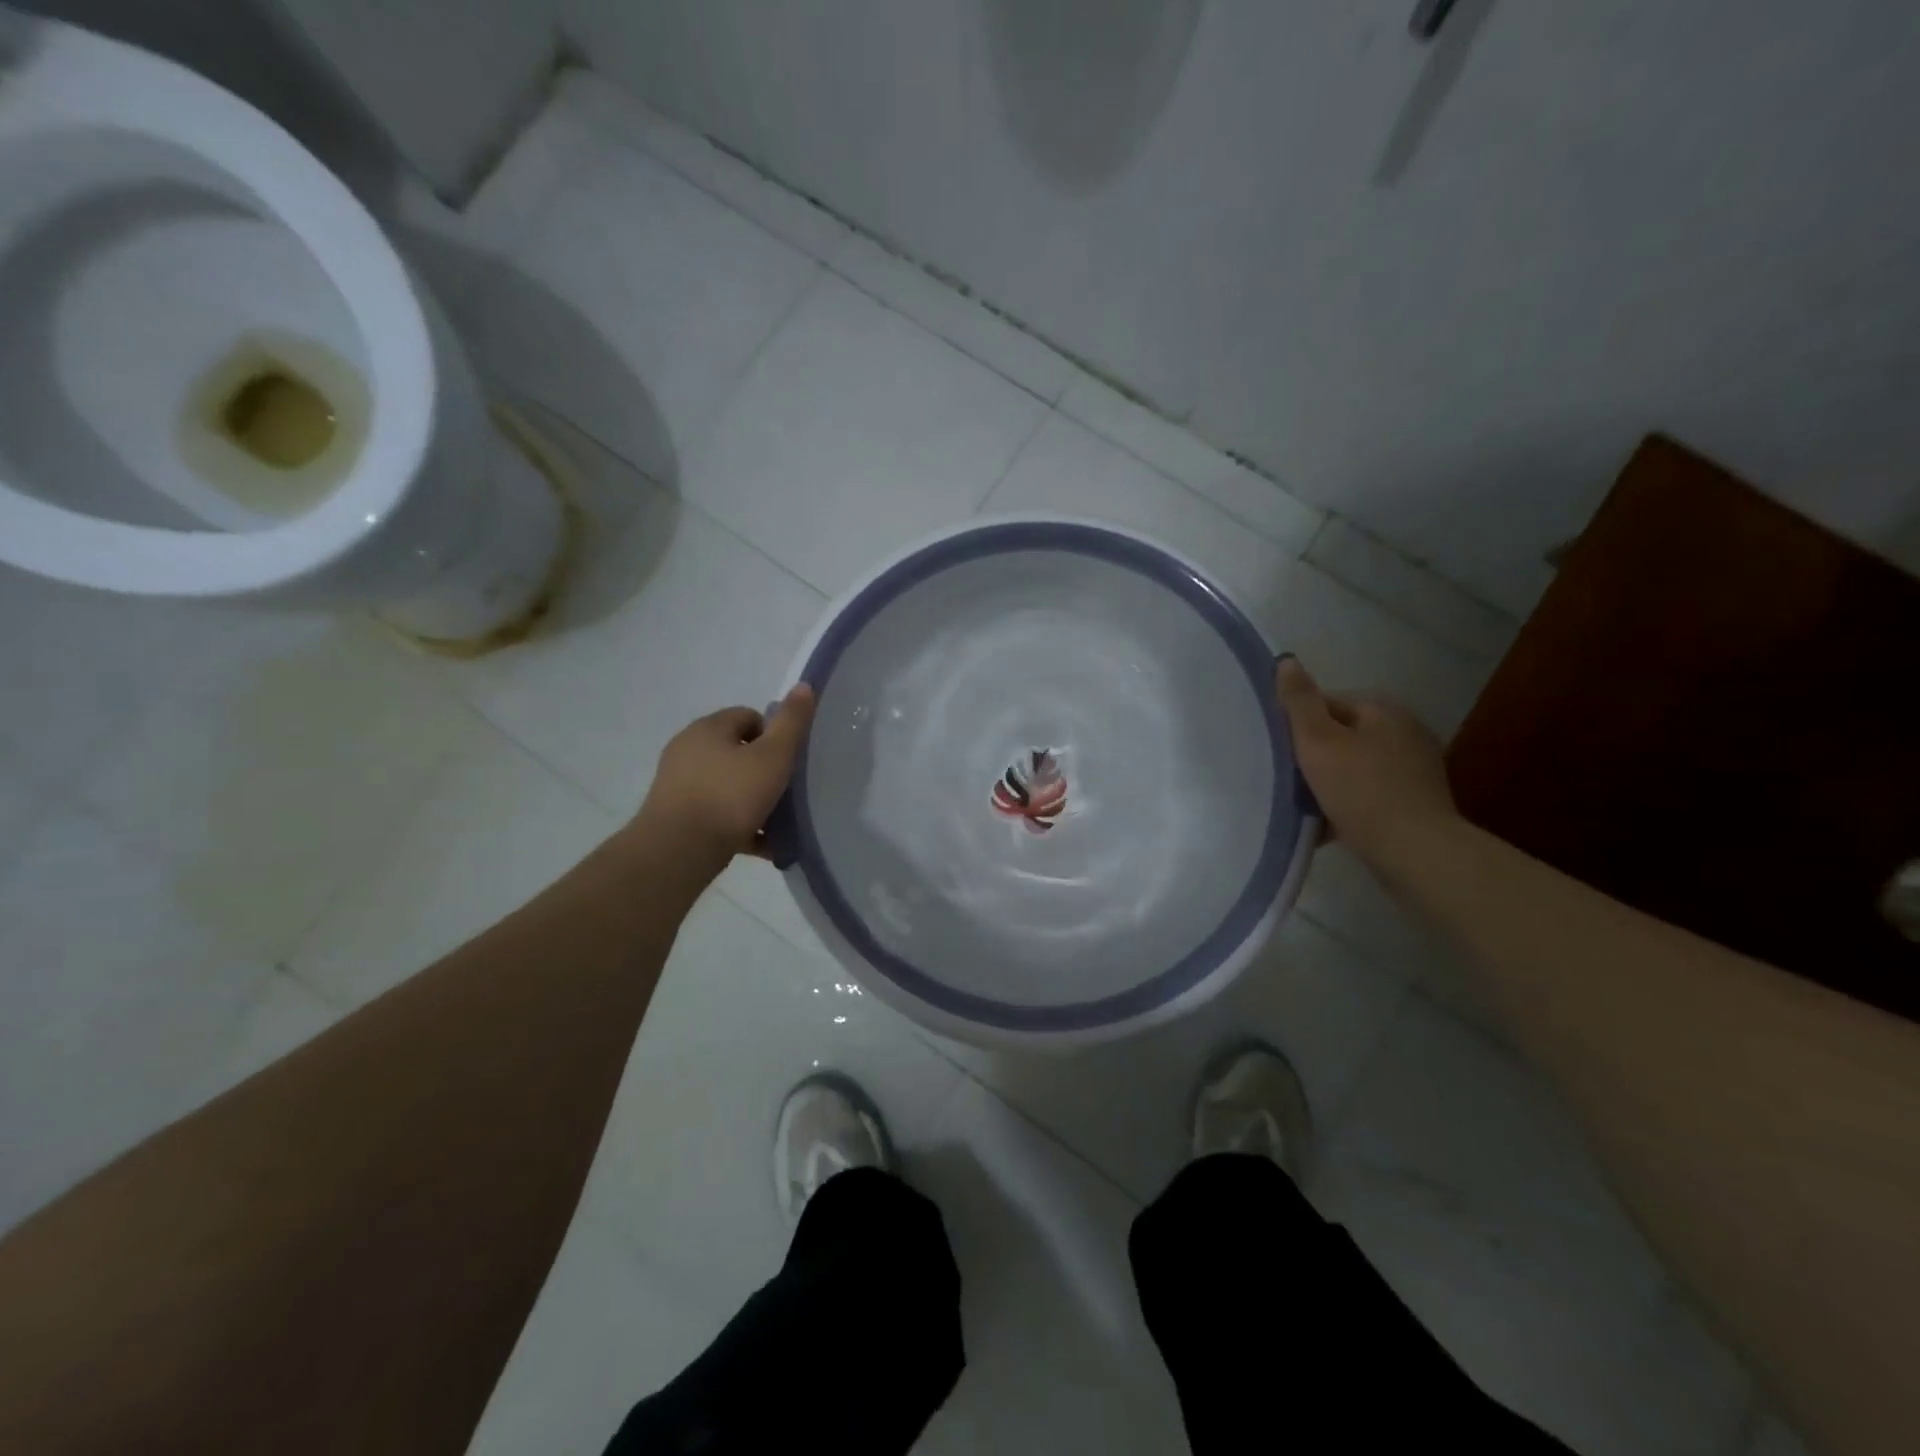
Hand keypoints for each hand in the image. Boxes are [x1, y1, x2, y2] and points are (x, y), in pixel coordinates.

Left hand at [634, 684, 816, 876]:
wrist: (678, 851)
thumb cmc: (730, 796)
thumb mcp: (772, 757)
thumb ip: (791, 722)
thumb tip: (805, 685)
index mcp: (708, 728)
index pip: (748, 717)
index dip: (774, 735)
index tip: (789, 761)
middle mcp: (688, 749)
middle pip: (737, 751)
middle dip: (764, 770)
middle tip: (786, 791)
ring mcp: (678, 784)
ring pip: (727, 785)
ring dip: (753, 800)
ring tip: (778, 823)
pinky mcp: (675, 816)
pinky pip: (716, 814)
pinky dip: (739, 825)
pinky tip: (762, 844)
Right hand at [1275, 658, 1458, 867]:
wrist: (1416, 851)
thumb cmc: (1361, 790)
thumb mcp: (1318, 741)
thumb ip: (1299, 701)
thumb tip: (1286, 660)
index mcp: (1382, 709)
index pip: (1326, 702)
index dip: (1296, 724)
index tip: (1276, 750)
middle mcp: (1404, 730)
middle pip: (1340, 735)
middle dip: (1311, 755)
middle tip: (1284, 779)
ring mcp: (1414, 767)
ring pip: (1352, 766)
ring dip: (1328, 782)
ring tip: (1303, 805)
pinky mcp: (1416, 800)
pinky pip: (1368, 793)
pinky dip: (1348, 803)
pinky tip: (1329, 824)